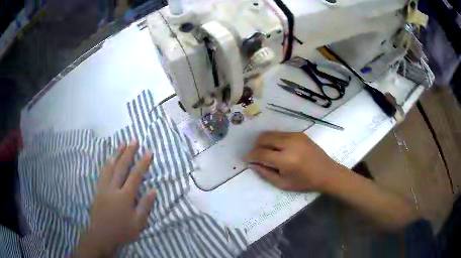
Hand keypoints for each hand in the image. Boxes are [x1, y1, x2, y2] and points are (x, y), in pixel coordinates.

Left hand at [75, 141, 155, 256]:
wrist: (101, 234)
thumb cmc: (122, 231)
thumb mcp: (138, 223)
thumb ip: (145, 206)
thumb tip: (153, 190)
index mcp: (125, 197)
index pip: (135, 176)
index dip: (142, 163)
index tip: (148, 152)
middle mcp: (113, 188)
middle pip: (121, 167)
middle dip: (128, 153)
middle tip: (134, 141)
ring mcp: (104, 187)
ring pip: (110, 166)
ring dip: (117, 154)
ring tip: (122, 144)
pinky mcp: (98, 189)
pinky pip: (103, 172)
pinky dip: (107, 163)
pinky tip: (109, 158)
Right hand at [244, 132, 341, 191]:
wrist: (327, 173)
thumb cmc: (305, 182)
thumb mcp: (283, 184)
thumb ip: (265, 173)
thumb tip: (252, 164)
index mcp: (285, 159)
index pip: (261, 153)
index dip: (251, 155)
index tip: (246, 159)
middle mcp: (289, 143)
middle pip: (264, 138)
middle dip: (256, 146)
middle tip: (255, 155)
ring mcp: (295, 136)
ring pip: (271, 133)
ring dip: (264, 141)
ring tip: (265, 151)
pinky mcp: (300, 133)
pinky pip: (281, 133)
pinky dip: (274, 139)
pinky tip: (277, 148)